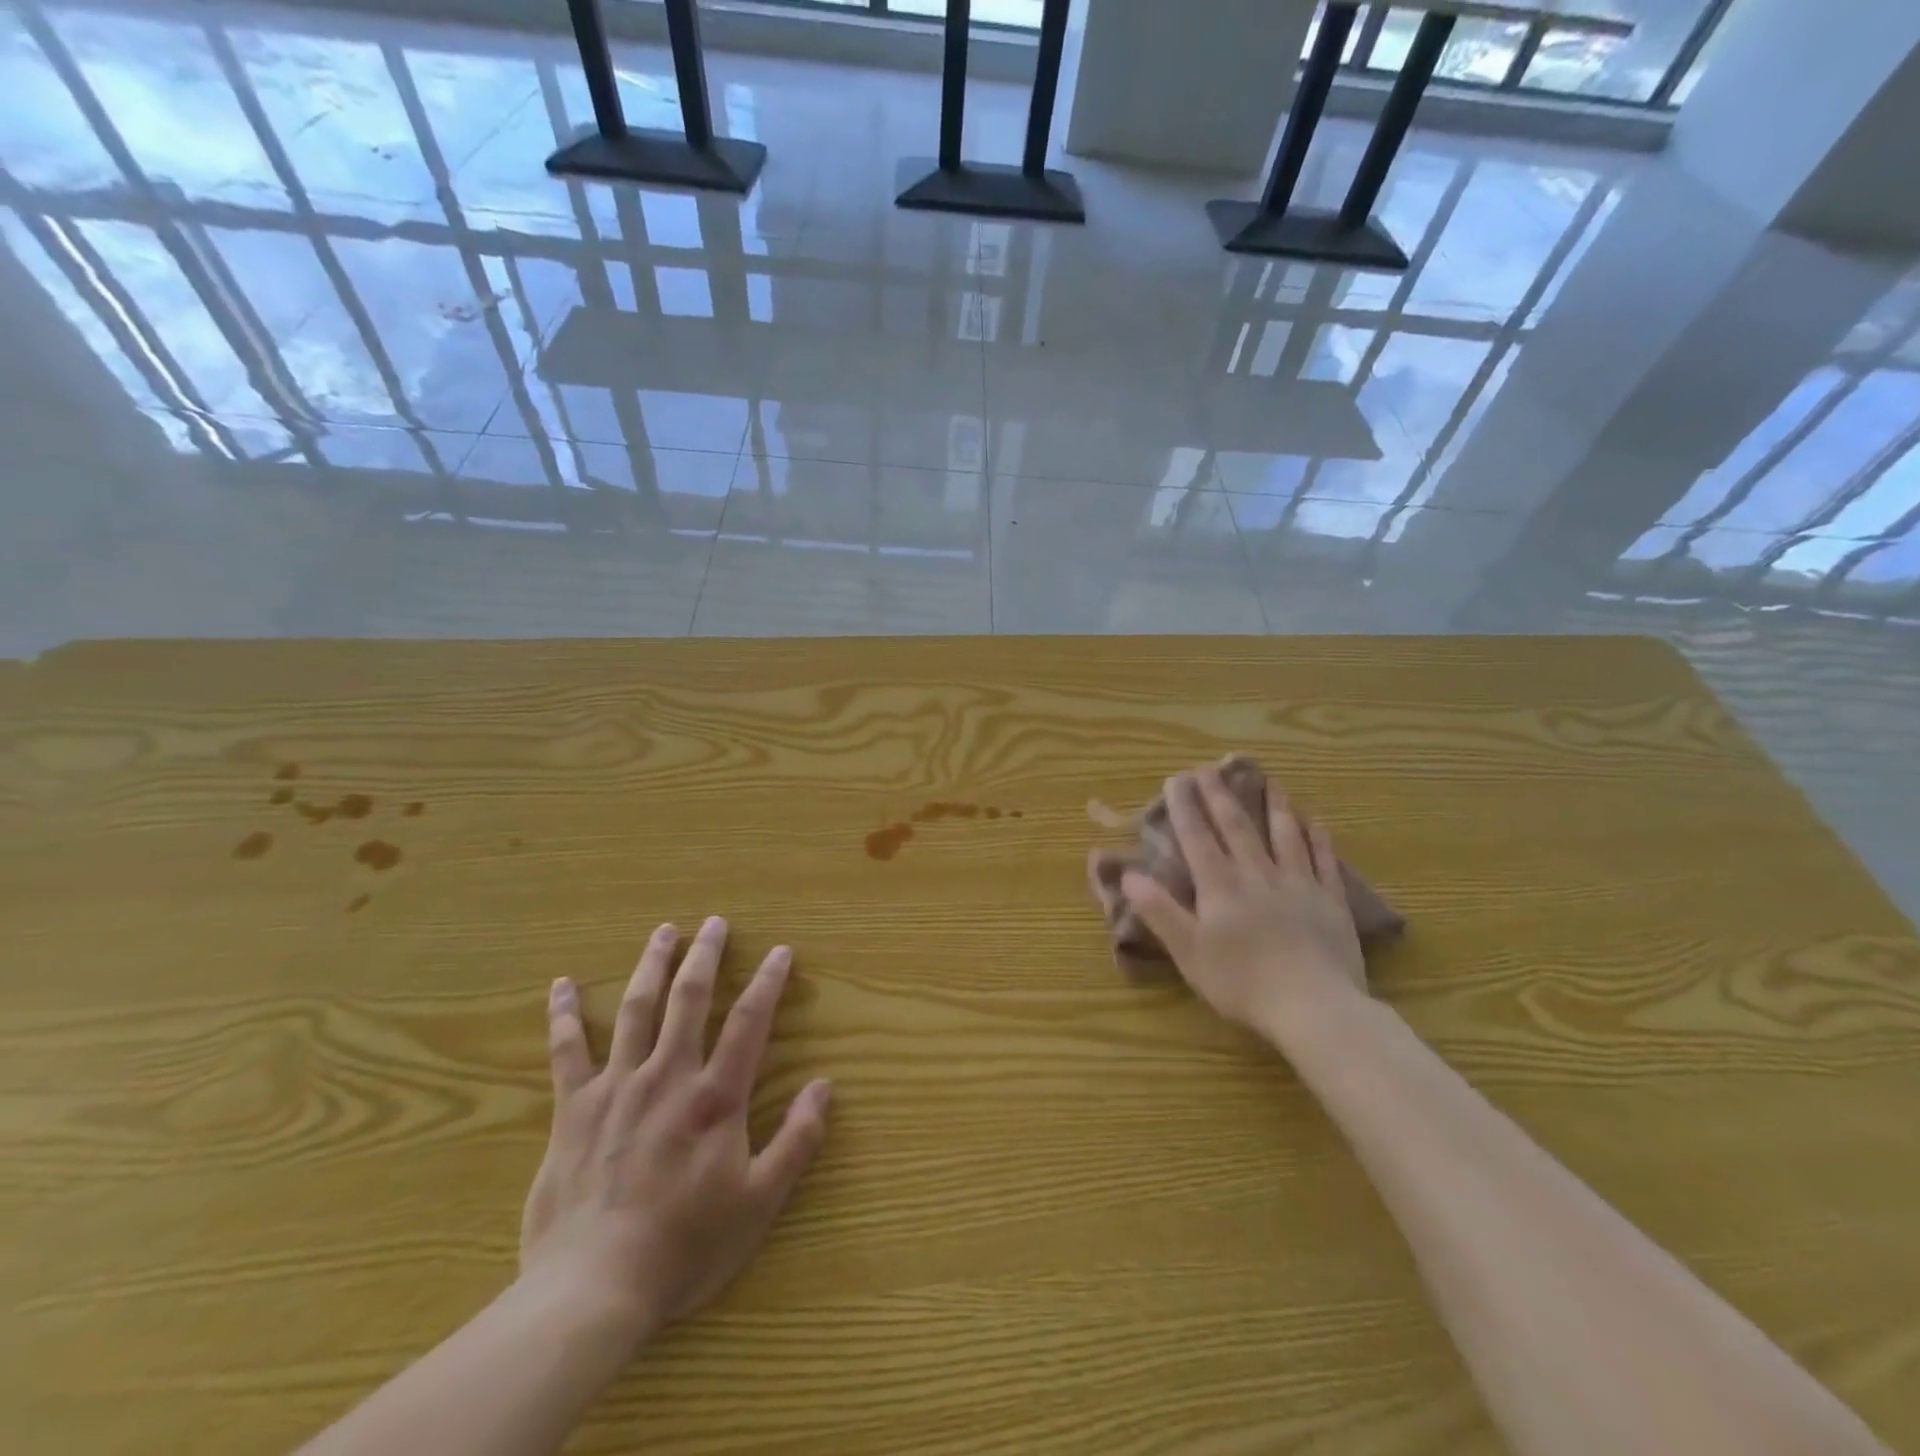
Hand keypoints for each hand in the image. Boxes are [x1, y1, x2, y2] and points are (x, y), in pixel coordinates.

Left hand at [517, 916, 830, 1355]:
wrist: (592, 1290)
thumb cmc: (684, 1246)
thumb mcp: (759, 1202)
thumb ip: (797, 1140)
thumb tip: (824, 1086)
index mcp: (715, 1097)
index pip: (749, 1022)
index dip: (768, 982)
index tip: (781, 951)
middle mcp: (668, 1076)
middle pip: (689, 999)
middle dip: (706, 956)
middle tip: (714, 922)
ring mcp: (617, 1088)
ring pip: (636, 1010)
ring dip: (651, 965)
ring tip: (663, 932)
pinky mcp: (573, 1109)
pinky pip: (567, 1051)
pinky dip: (564, 1015)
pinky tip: (562, 984)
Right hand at [1122, 767, 1366, 1043]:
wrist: (1314, 1007)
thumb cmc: (1242, 983)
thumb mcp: (1187, 951)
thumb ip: (1158, 910)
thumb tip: (1129, 873)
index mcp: (1220, 885)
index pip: (1198, 836)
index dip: (1185, 806)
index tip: (1176, 778)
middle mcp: (1258, 874)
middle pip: (1237, 826)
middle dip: (1220, 795)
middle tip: (1210, 768)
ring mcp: (1298, 884)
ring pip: (1285, 834)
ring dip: (1274, 805)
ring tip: (1269, 780)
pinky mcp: (1330, 900)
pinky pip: (1324, 859)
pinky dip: (1317, 837)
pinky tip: (1314, 820)